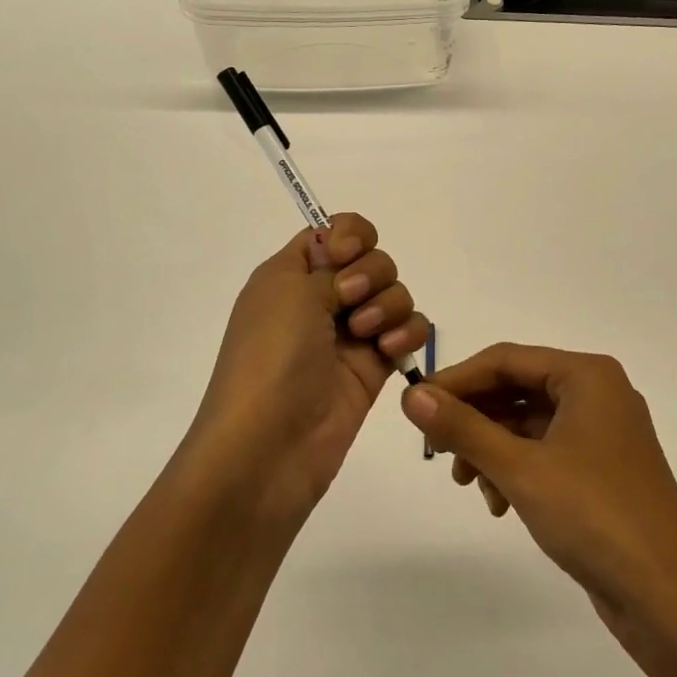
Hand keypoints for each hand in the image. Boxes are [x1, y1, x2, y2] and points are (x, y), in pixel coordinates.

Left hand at [187, 213, 428, 525]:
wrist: (269, 445)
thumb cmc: (270, 358)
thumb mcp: (289, 292)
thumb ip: (329, 264)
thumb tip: (345, 260)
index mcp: (290, 276)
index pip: (331, 232)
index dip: (348, 235)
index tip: (342, 256)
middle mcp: (320, 299)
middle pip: (371, 259)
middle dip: (371, 273)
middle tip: (349, 301)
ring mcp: (349, 334)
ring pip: (394, 293)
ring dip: (388, 305)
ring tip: (368, 337)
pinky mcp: (374, 367)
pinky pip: (407, 331)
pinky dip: (407, 332)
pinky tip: (390, 350)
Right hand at [401, 343, 676, 654]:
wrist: (668, 598)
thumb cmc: (594, 516)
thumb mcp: (520, 468)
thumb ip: (463, 427)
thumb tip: (411, 395)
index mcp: (587, 376)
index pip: (506, 360)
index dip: (457, 380)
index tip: (416, 406)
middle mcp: (598, 394)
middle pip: (517, 390)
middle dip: (474, 420)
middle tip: (437, 451)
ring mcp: (604, 434)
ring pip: (528, 424)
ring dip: (491, 449)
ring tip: (469, 485)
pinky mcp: (603, 470)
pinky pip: (546, 452)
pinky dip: (517, 470)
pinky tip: (500, 504)